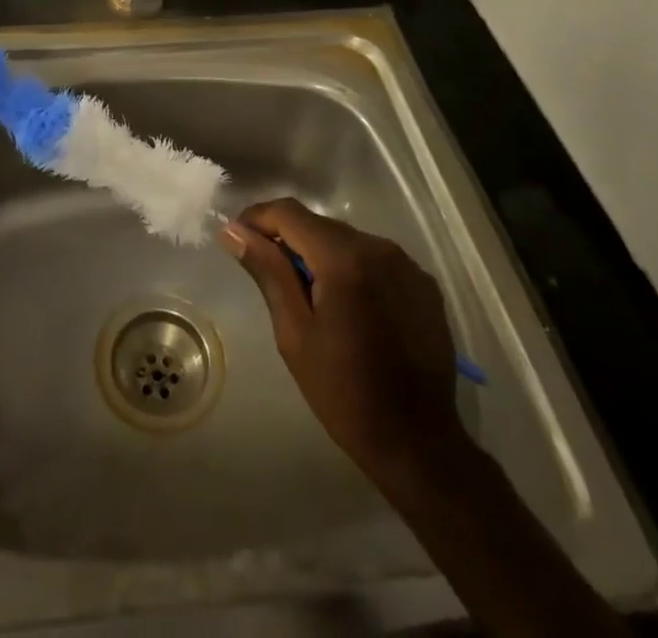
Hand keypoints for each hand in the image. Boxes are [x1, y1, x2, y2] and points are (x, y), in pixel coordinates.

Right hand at [221, 198, 471, 486]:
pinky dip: (353, 269)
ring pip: (348, 240)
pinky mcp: (424, 284)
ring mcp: (407, 264)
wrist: (418, 444)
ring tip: (309, 294)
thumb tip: (233, 231)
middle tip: (268, 272)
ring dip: (321, 254)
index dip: (257, 218)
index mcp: (344, 258)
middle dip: (289, 239)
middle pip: (320, 224)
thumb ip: (267, 271)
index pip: (289, 213)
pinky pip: (376, 260)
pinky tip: (349, 305)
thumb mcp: (294, 333)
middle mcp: (379, 247)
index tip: (237, 238)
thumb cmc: (344, 392)